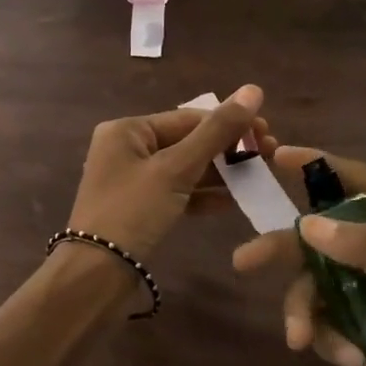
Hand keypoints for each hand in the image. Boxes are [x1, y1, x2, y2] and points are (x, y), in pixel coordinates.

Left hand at [66, 84, 269, 260]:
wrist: (96, 275)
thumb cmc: (133, 211)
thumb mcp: (176, 169)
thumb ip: (216, 132)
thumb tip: (253, 90)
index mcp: (127, 130)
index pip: (187, 118)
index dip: (229, 123)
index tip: (267, 133)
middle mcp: (127, 149)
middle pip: (186, 141)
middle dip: (227, 149)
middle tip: (269, 155)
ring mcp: (133, 180)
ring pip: (184, 168)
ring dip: (220, 172)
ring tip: (258, 176)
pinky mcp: (140, 208)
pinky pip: (177, 193)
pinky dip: (202, 195)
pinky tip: (233, 201)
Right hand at [231, 147, 365, 365]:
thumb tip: (309, 223)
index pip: (362, 183)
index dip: (321, 164)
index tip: (277, 156)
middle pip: (321, 235)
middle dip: (284, 249)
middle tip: (243, 262)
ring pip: (314, 283)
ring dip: (303, 309)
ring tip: (301, 340)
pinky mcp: (358, 330)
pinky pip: (323, 319)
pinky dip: (325, 337)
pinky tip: (347, 362)